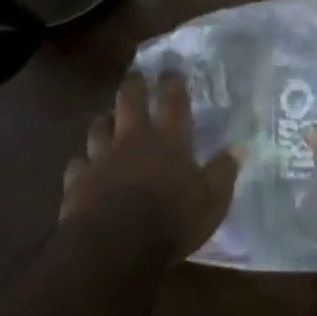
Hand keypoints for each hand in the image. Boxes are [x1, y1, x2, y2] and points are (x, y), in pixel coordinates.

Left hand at [61, 72, 238, 262]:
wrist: (114, 245)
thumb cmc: (170, 221)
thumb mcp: (211, 202)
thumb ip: (222, 173)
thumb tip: (237, 149)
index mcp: (168, 140)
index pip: (172, 101)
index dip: (172, 83)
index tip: (170, 70)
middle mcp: (133, 139)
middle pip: (129, 101)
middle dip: (134, 86)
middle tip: (136, 77)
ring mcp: (101, 157)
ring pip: (99, 126)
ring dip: (104, 121)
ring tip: (107, 119)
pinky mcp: (78, 179)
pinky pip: (79, 163)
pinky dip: (84, 163)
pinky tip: (85, 168)